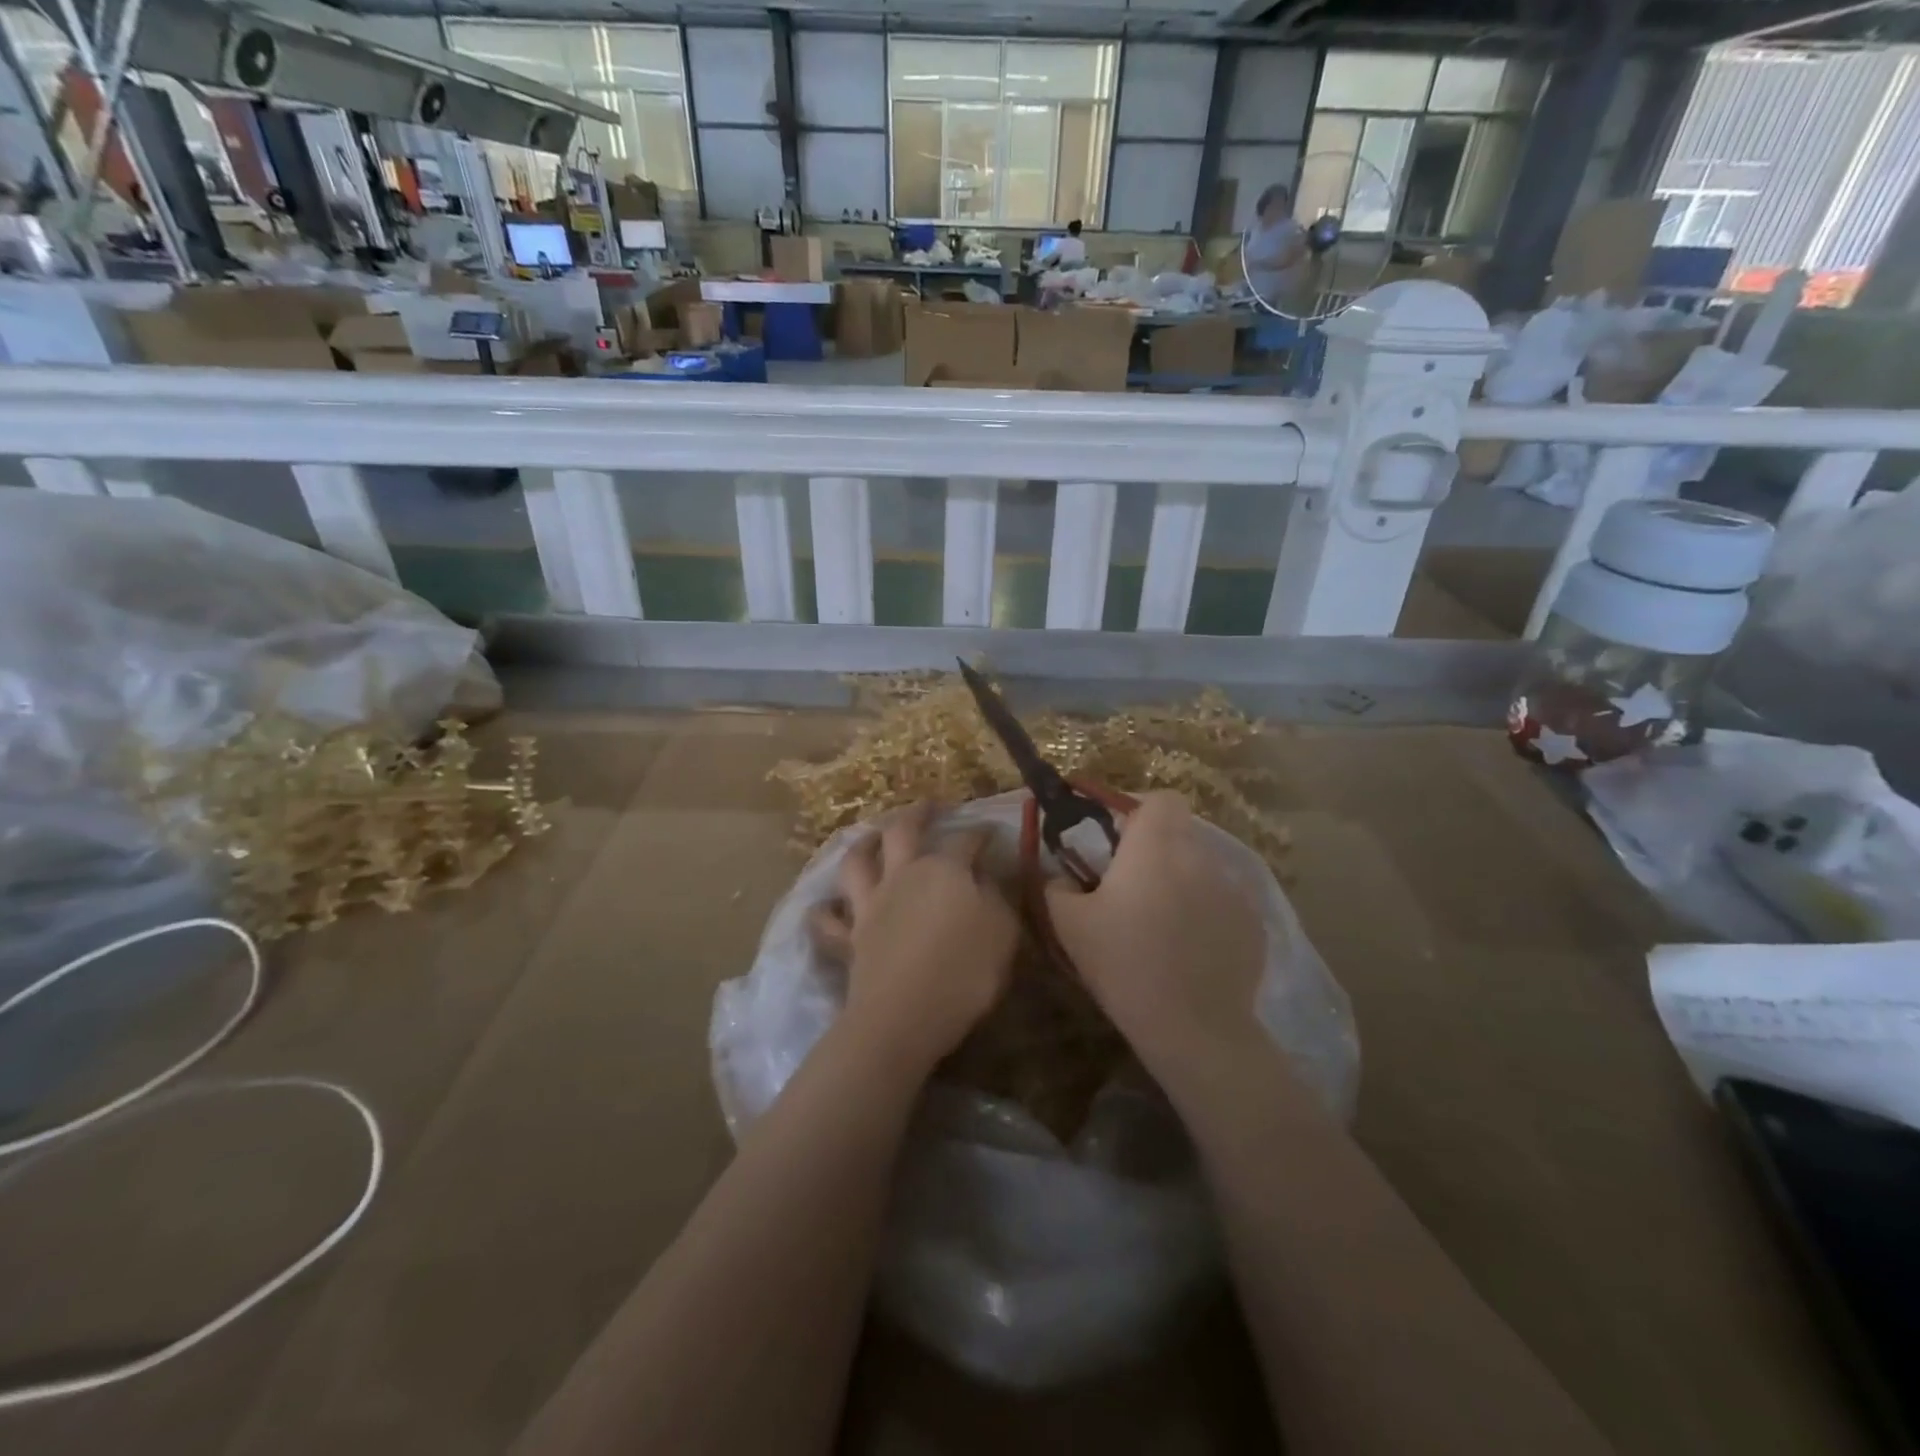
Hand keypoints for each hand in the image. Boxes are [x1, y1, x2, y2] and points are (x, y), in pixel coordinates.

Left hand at [827, 803, 1018, 1077]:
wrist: (905, 1015)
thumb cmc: (965, 973)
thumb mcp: (1002, 932)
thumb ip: (996, 897)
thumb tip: (984, 875)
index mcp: (944, 870)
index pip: (966, 840)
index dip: (980, 833)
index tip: (990, 831)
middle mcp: (902, 876)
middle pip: (903, 831)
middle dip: (917, 813)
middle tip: (929, 806)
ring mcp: (870, 905)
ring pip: (857, 862)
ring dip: (862, 844)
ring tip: (870, 837)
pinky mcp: (849, 938)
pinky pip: (828, 920)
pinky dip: (826, 911)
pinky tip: (827, 907)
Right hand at [1044, 792, 1267, 1086]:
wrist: (1192, 1027)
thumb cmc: (1123, 963)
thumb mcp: (1069, 924)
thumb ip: (1058, 886)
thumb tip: (1062, 876)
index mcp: (1156, 846)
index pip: (1161, 799)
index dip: (1139, 811)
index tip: (1119, 840)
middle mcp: (1200, 856)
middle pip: (1181, 832)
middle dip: (1157, 849)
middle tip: (1131, 886)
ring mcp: (1233, 889)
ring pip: (1202, 867)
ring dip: (1182, 881)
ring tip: (1163, 923)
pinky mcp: (1254, 923)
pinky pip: (1224, 902)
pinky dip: (1207, 913)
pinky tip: (1190, 950)